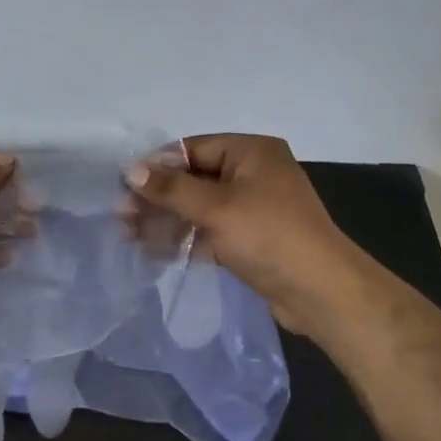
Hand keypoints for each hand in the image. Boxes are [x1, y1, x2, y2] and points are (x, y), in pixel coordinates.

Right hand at [128, 134, 364, 333]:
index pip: (192, 148)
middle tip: (120, 216)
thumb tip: (130, 170)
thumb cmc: (269, 236)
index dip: (157, 166)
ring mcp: (252, 207)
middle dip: (157, 198)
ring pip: (199, 207)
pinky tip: (153, 252)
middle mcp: (253, 173)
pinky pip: (209, 231)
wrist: (321, 292)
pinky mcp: (250, 239)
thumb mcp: (216, 208)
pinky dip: (184, 239)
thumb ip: (171, 189)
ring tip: (128, 236)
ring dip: (165, 220)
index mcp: (251, 152)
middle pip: (193, 178)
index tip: (123, 185)